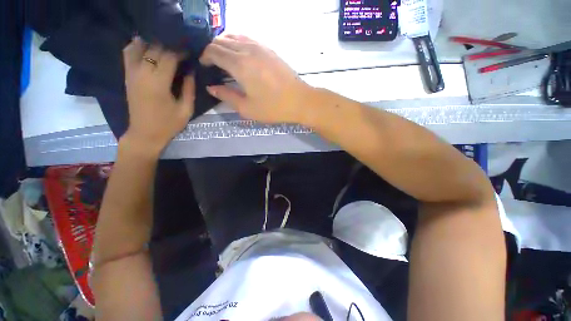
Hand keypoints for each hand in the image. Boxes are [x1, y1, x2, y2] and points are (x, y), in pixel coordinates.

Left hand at [122, 37, 194, 153]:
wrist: (145, 134)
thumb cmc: (168, 124)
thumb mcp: (186, 110)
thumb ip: (189, 89)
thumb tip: (190, 71)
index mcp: (158, 83)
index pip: (169, 57)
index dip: (180, 51)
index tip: (190, 52)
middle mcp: (142, 74)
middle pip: (154, 49)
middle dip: (169, 46)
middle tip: (180, 48)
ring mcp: (132, 74)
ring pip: (139, 47)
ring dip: (153, 43)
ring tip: (165, 45)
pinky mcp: (127, 76)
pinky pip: (128, 53)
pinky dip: (136, 46)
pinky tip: (147, 47)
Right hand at [200, 34, 311, 123]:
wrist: (299, 101)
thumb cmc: (273, 108)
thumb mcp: (247, 108)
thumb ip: (227, 96)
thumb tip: (211, 87)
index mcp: (240, 65)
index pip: (214, 51)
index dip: (205, 56)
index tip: (203, 65)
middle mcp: (248, 50)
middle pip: (222, 40)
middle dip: (212, 49)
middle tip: (211, 62)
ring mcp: (261, 47)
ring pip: (235, 36)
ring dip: (224, 43)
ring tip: (222, 57)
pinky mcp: (269, 49)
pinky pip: (248, 38)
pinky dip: (237, 42)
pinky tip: (239, 53)